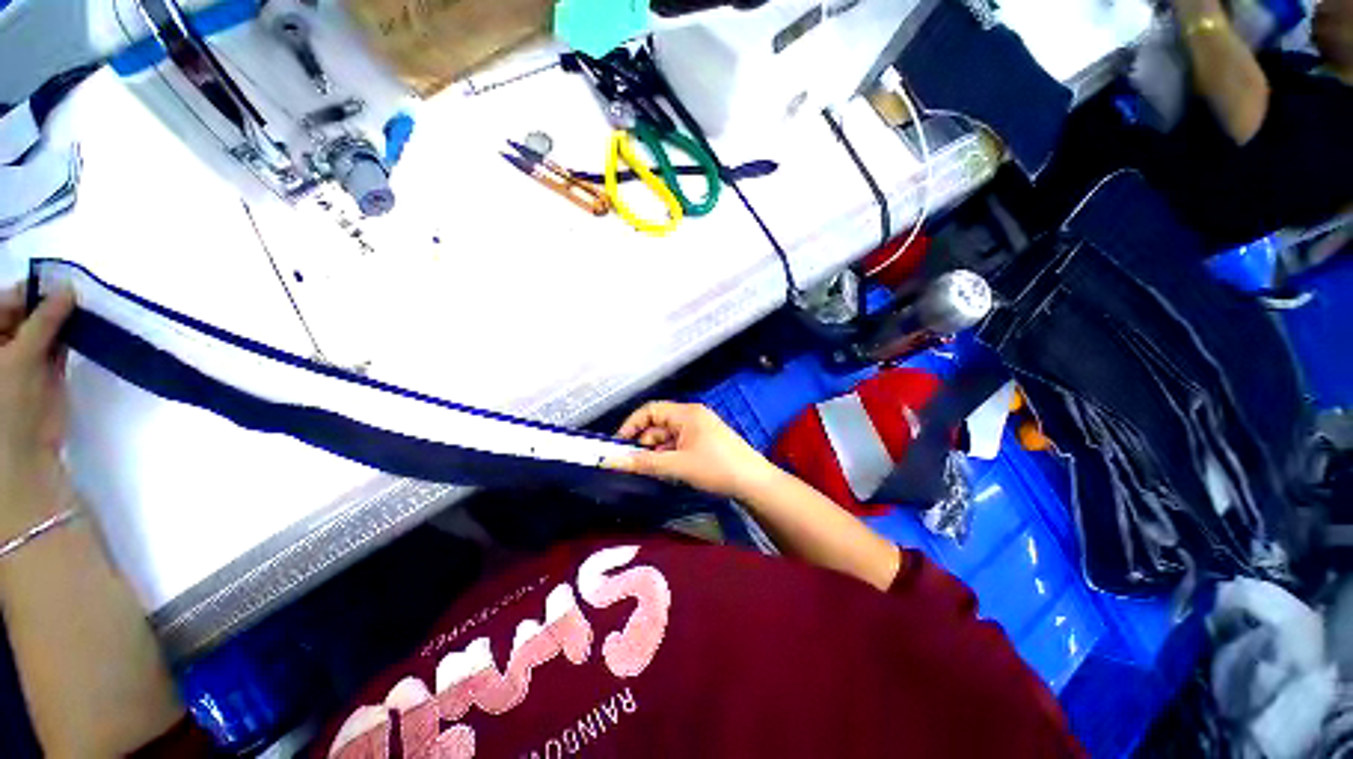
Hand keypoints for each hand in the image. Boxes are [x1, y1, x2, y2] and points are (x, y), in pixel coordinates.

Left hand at [0, 285, 75, 530]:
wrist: (26, 452)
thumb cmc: (10, 404)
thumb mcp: (22, 359)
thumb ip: (42, 322)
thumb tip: (67, 288)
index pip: (4, 303)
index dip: (27, 292)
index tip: (55, 283)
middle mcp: (3, 342)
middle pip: (23, 312)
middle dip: (47, 303)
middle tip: (73, 294)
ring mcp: (24, 355)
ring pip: (43, 326)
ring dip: (61, 317)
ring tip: (83, 307)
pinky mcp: (45, 367)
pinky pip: (58, 342)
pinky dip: (72, 333)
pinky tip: (86, 326)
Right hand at [608, 401, 780, 499]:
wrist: (753, 482)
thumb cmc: (715, 468)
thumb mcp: (677, 465)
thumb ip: (643, 462)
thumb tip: (610, 461)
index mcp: (686, 413)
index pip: (650, 410)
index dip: (631, 424)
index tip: (618, 444)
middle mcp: (692, 416)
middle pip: (658, 423)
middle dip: (644, 442)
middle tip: (634, 464)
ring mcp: (700, 428)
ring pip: (668, 436)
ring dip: (657, 451)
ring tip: (652, 471)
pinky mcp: (705, 441)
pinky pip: (679, 443)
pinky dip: (669, 455)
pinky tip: (667, 471)